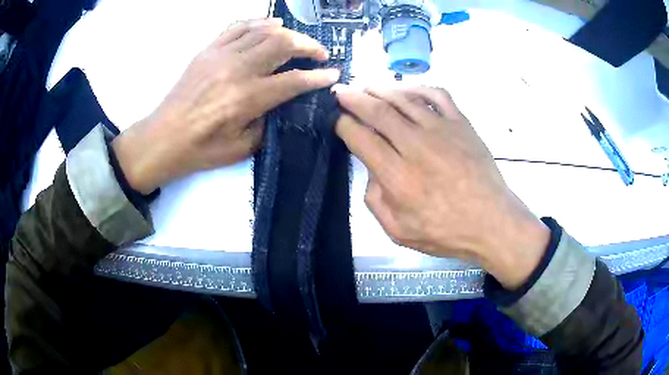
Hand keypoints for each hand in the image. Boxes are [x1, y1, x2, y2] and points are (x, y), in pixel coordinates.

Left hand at [112, 18, 339, 193]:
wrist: (163, 138)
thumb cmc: (202, 149)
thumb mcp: (242, 147)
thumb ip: (269, 121)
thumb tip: (283, 101)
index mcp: (248, 97)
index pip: (294, 80)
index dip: (318, 77)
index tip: (333, 74)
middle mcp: (238, 69)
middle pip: (283, 44)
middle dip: (308, 46)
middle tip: (319, 54)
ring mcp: (221, 55)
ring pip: (264, 31)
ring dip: (288, 33)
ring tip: (297, 41)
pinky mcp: (209, 50)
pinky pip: (238, 26)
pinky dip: (259, 23)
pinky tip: (270, 25)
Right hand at [334, 85, 549, 289]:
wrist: (491, 222)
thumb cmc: (446, 232)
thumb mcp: (398, 231)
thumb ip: (375, 201)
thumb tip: (371, 170)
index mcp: (397, 176)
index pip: (360, 137)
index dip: (343, 124)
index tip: (337, 119)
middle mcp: (415, 145)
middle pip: (377, 111)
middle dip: (353, 99)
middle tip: (341, 92)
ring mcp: (441, 130)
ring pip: (403, 98)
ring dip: (380, 89)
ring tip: (367, 87)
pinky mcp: (461, 124)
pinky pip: (437, 95)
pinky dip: (418, 88)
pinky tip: (407, 90)